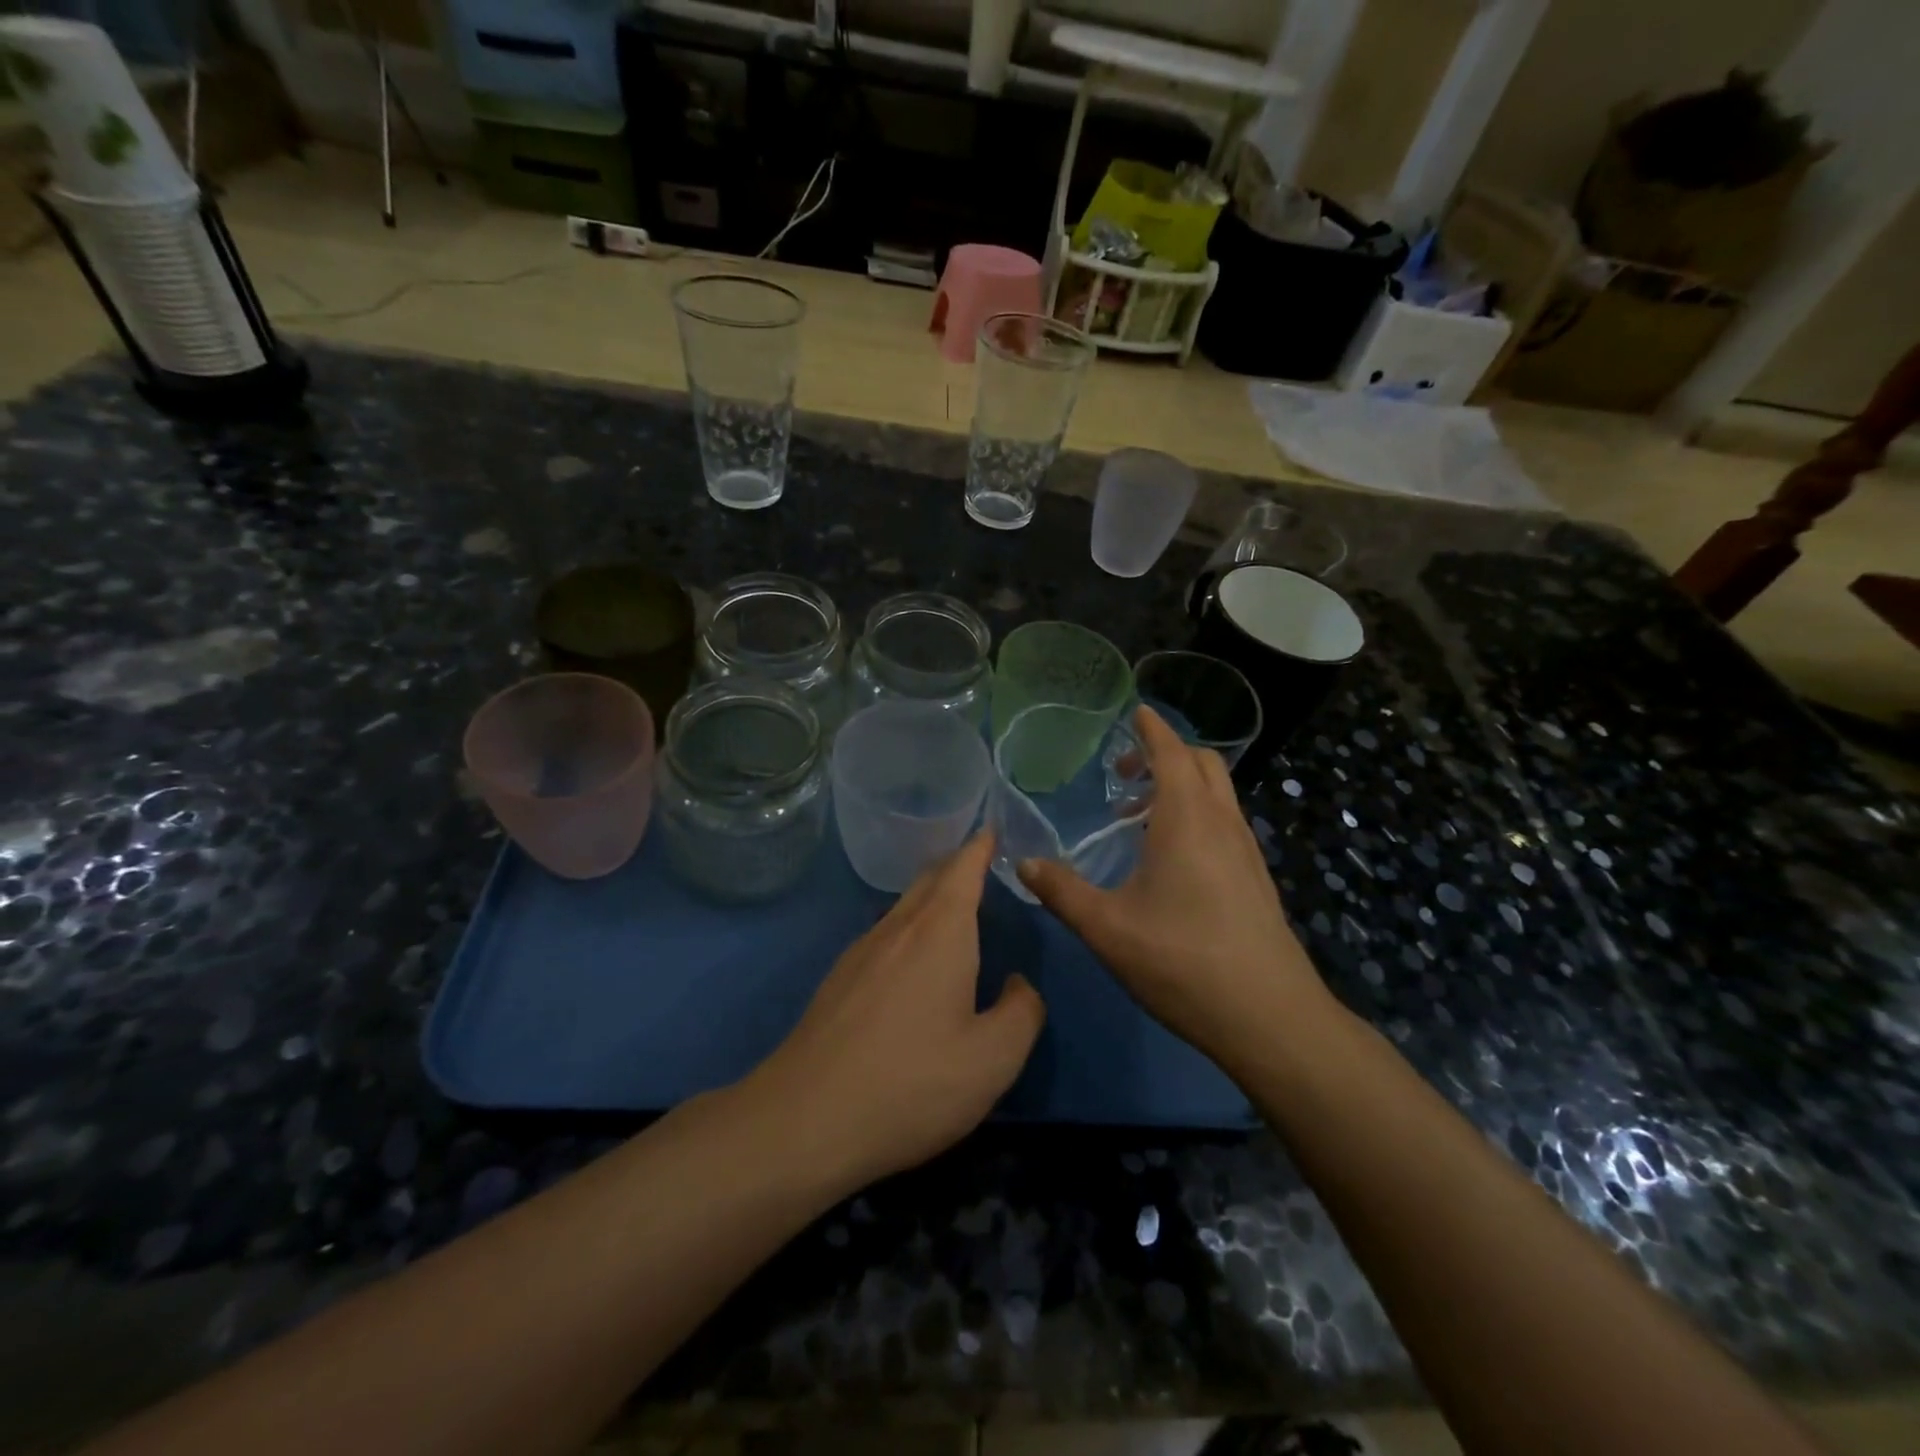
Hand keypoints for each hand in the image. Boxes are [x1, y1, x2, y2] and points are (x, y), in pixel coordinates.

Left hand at [747, 832, 1044, 1190]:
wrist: (804, 1119)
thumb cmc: (911, 1083)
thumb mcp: (992, 1059)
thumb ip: (1022, 1013)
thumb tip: (1019, 985)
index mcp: (940, 932)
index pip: (963, 868)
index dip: (980, 846)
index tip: (992, 828)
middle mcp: (898, 928)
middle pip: (930, 879)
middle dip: (957, 865)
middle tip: (981, 863)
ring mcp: (861, 952)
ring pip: (904, 906)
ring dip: (931, 896)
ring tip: (954, 908)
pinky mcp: (838, 980)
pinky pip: (884, 934)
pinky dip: (909, 927)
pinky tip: (913, 961)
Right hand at [1019, 706, 1337, 1069]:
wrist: (1270, 1019)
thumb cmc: (1182, 962)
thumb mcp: (1107, 928)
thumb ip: (1061, 891)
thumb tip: (1022, 862)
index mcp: (1187, 820)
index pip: (1172, 753)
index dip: (1152, 730)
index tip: (1135, 712)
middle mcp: (1222, 823)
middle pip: (1203, 764)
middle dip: (1166, 754)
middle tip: (1124, 773)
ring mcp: (1246, 851)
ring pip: (1219, 794)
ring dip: (1182, 785)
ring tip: (1138, 817)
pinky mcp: (1256, 879)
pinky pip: (1226, 822)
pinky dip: (1198, 813)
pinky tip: (1170, 857)